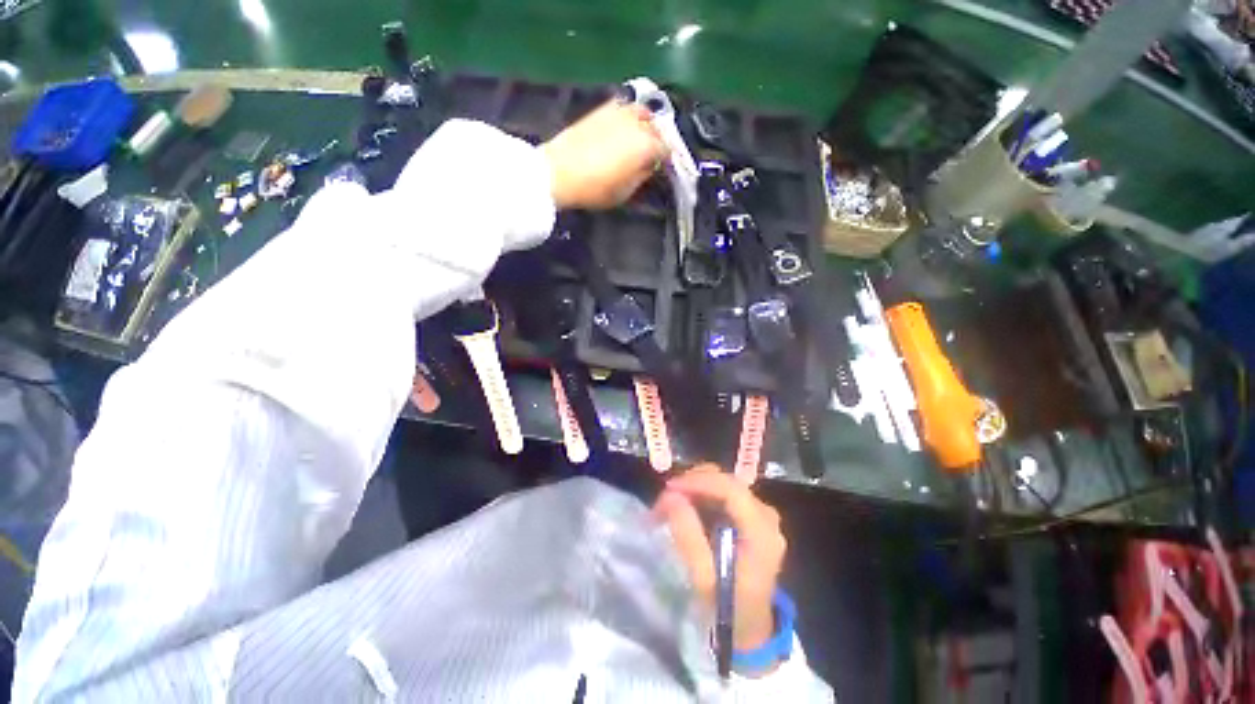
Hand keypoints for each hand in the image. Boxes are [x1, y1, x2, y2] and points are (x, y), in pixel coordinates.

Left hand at [541, 102, 667, 209]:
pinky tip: (624, 127)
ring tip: (640, 138)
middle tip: (652, 155)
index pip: (667, 149)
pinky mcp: (603, 108)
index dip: (667, 160)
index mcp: (647, 146)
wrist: (559, 171)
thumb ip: (642, 175)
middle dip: (658, 141)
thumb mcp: (625, 192)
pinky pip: (625, 108)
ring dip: (646, 124)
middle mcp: (638, 123)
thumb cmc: (595, 188)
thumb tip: (650, 165)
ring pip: (643, 113)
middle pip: (657, 128)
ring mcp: (620, 111)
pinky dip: (630, 116)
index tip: (662, 169)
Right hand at [654, 465, 786, 652]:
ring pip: (724, 483)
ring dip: (696, 487)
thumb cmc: (727, 608)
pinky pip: (725, 493)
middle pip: (727, 481)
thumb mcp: (703, 579)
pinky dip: (703, 494)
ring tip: (672, 502)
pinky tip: (687, 506)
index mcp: (761, 532)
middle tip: (665, 497)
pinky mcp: (753, 516)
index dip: (698, 481)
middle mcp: (767, 516)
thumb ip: (688, 535)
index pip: (730, 489)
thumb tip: (671, 496)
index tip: (669, 488)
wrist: (750, 628)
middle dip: (693, 483)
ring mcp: (762, 515)